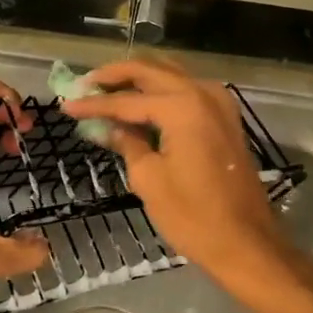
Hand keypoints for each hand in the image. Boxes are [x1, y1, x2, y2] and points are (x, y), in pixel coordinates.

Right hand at [63, 60, 288, 279]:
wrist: (246, 242)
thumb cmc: (193, 216)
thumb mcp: (149, 179)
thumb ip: (127, 143)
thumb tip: (108, 128)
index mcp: (182, 106)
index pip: (127, 100)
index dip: (93, 103)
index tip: (66, 104)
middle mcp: (202, 92)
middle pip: (150, 70)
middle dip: (114, 76)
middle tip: (84, 85)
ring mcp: (218, 102)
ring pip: (170, 74)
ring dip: (138, 79)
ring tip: (106, 90)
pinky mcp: (225, 116)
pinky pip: (186, 90)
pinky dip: (160, 91)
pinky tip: (140, 104)